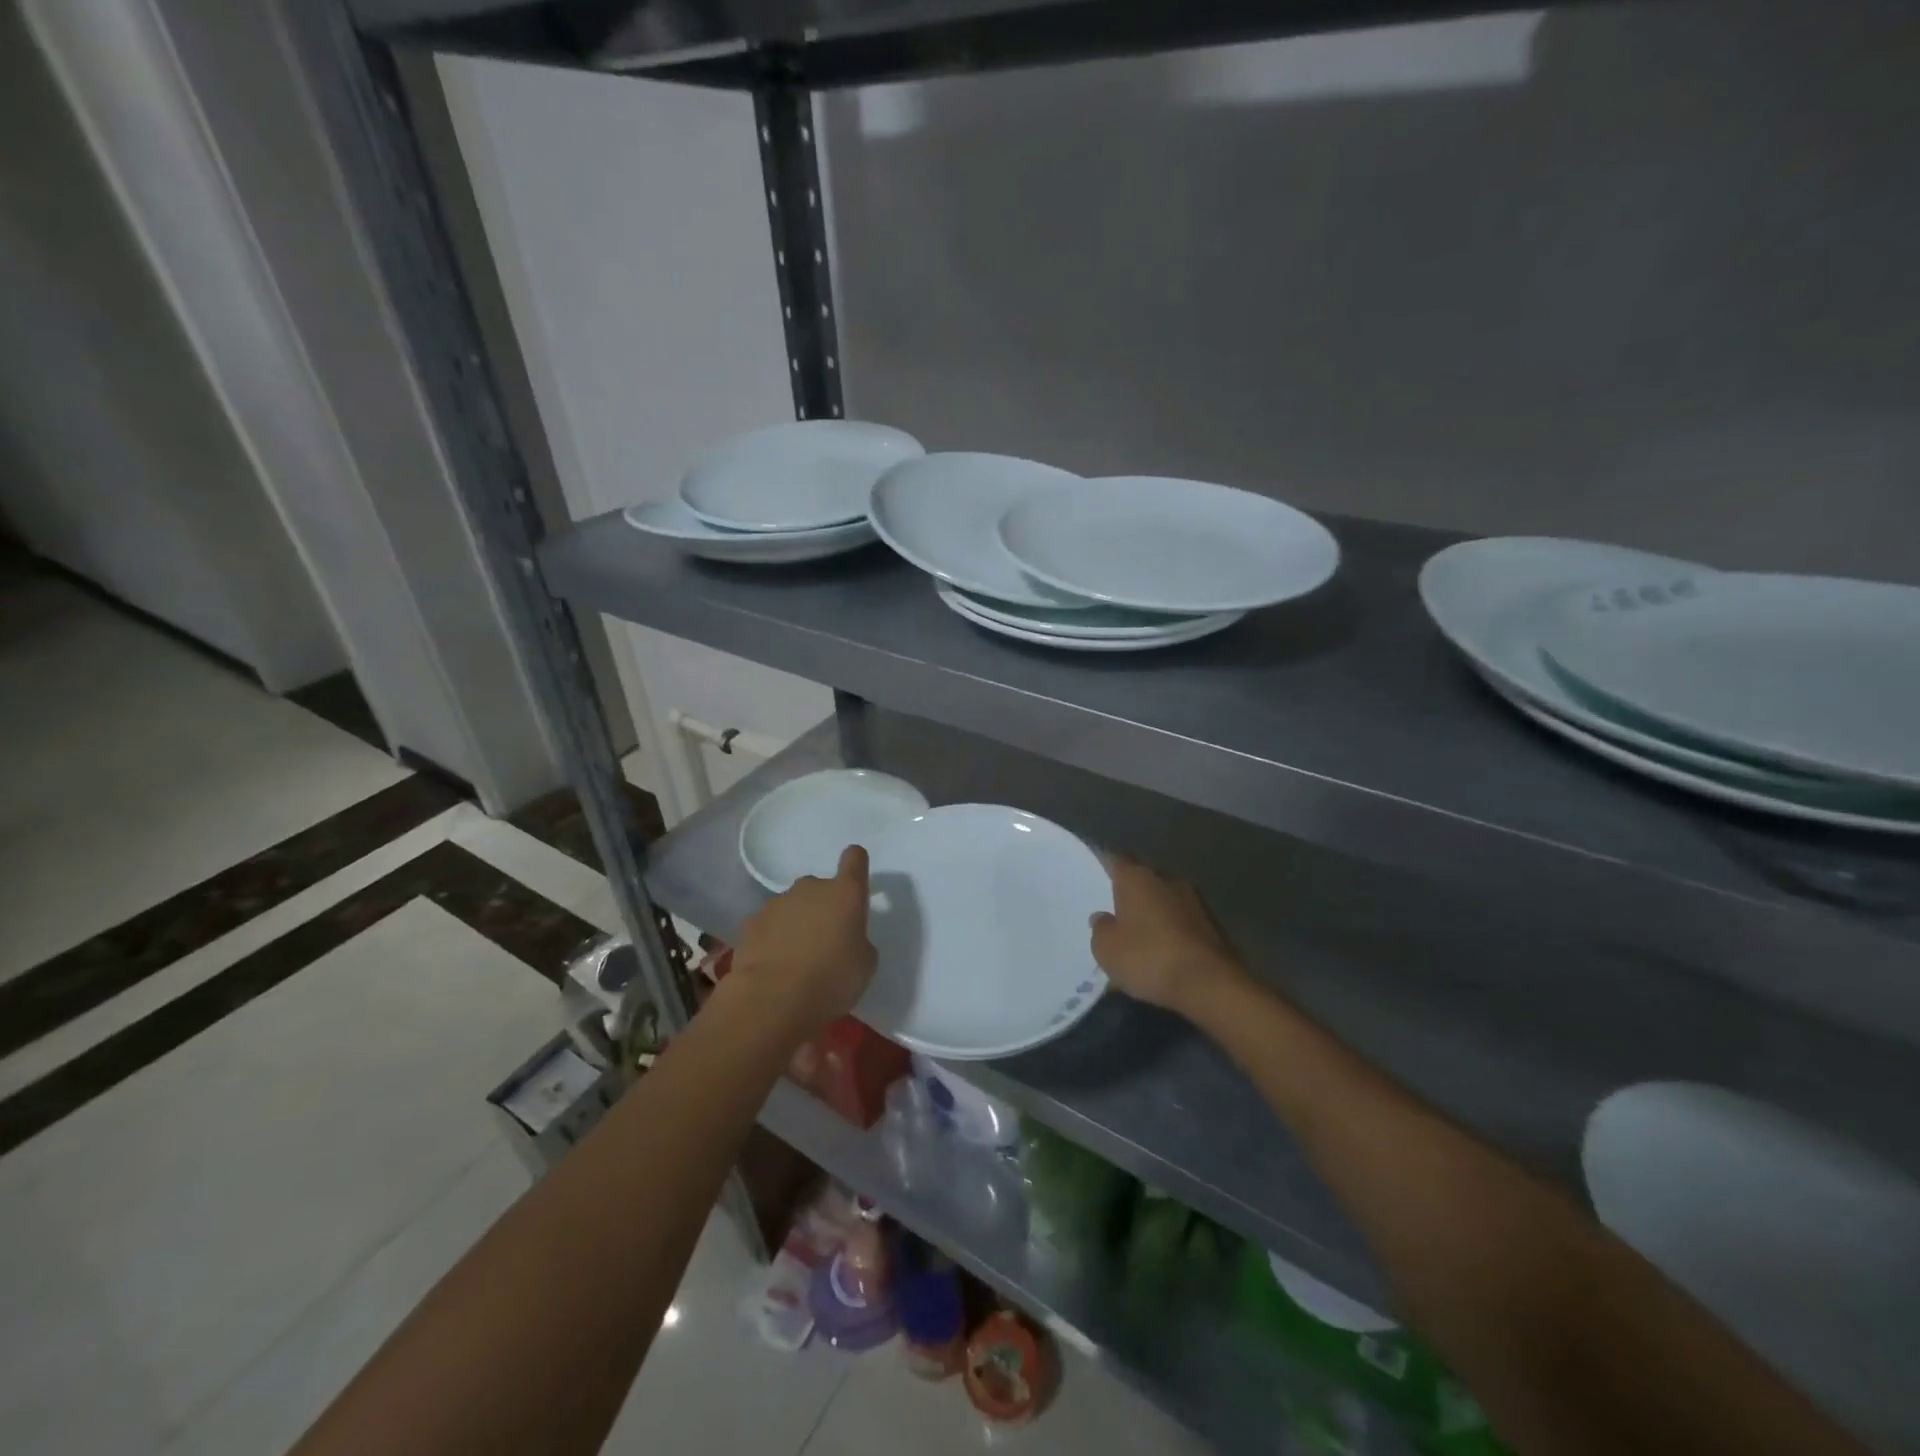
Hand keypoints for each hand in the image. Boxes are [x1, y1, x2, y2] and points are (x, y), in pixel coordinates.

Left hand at [731, 845, 878, 1035]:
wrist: (772, 1001)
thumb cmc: (831, 980)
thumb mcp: (864, 965)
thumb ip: (858, 941)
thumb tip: (846, 939)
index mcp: (845, 894)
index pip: (854, 859)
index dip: (855, 865)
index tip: (854, 883)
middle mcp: (810, 888)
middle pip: (820, 888)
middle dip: (822, 908)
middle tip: (824, 942)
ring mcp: (776, 903)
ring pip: (792, 907)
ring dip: (796, 924)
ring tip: (795, 960)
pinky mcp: (750, 923)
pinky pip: (768, 925)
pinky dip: (771, 939)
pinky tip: (772, 966)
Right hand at [1090, 858, 1246, 1017]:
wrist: (1210, 984)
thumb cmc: (1148, 958)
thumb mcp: (1107, 950)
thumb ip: (1100, 929)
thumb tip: (1102, 917)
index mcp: (1136, 877)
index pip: (1115, 861)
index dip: (1104, 867)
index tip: (1096, 877)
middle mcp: (1167, 879)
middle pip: (1143, 878)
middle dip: (1132, 892)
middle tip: (1117, 910)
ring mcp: (1195, 900)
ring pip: (1166, 899)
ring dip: (1155, 912)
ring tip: (1142, 933)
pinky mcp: (1215, 924)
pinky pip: (1184, 920)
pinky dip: (1174, 930)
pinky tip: (1166, 949)